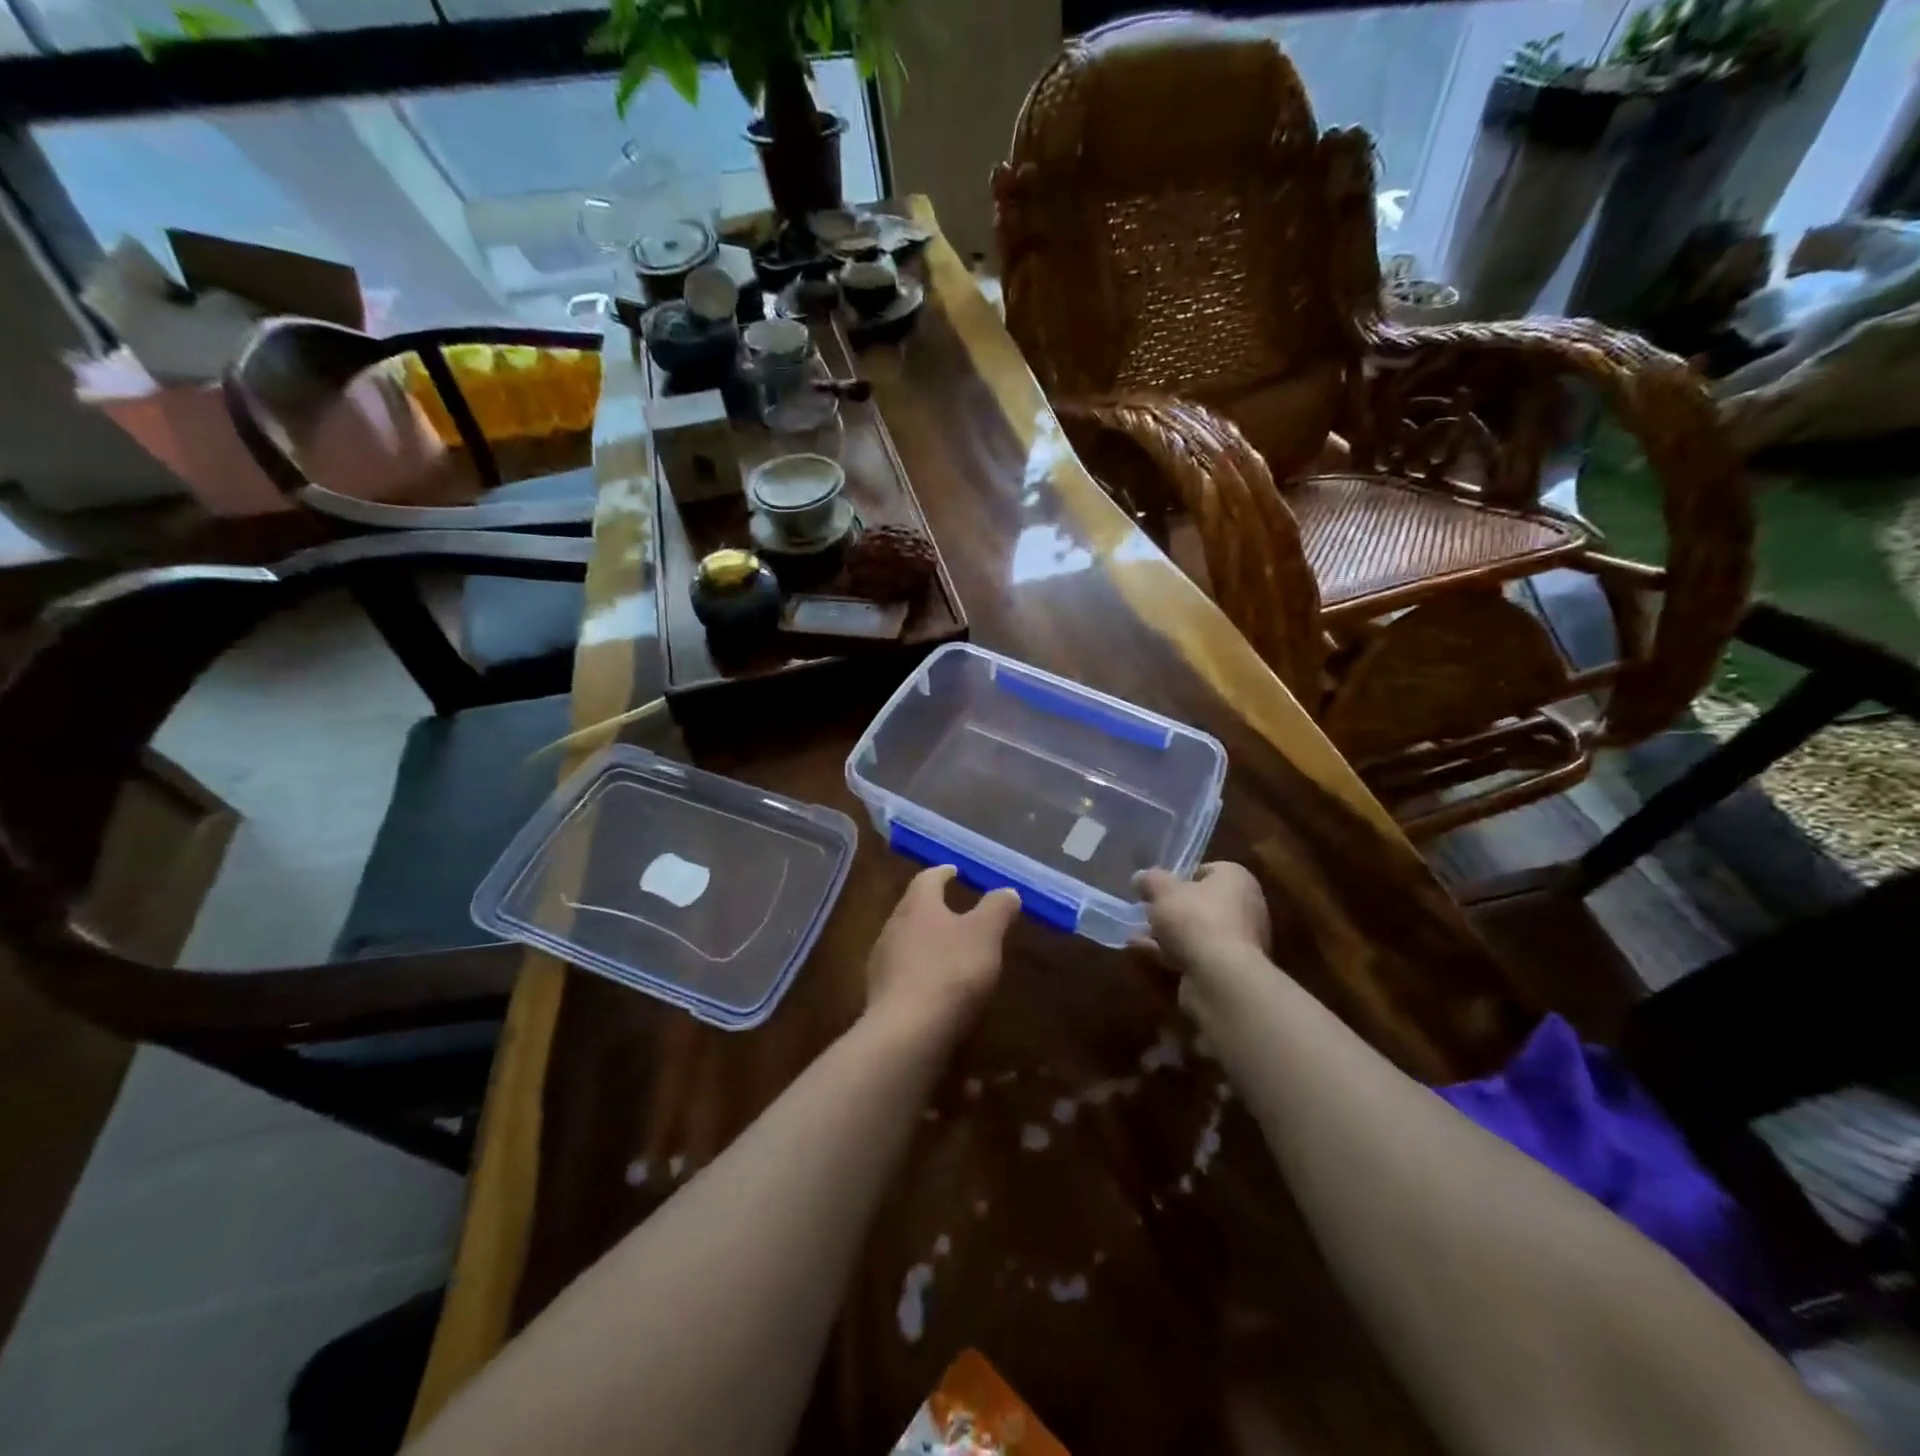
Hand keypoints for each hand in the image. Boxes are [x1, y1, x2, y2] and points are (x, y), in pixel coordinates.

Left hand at [865, 866, 1020, 1040]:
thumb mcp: (985, 935)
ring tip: (948, 949)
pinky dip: (919, 971)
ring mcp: (882, 963)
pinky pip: (902, 973)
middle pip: (912, 909)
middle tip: (954, 911)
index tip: (955, 871)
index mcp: (917, 905)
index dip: (943, 873)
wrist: (907, 1033)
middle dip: (933, 908)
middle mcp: (893, 927)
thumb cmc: (950, 971)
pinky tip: (934, 986)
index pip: (927, 878)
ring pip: (905, 941)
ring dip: (925, 941)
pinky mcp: (880, 996)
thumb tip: (1007, 891)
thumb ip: (997, 909)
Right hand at [1134, 862, 1270, 969]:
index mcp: (1237, 880)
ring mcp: (1239, 942)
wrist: (1221, 978)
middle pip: (1200, 903)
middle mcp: (1245, 907)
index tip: (1157, 888)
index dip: (1178, 877)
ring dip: (1166, 934)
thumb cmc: (1196, 919)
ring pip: (1196, 932)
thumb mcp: (1163, 890)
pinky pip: (1196, 954)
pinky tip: (1144, 953)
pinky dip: (1171, 953)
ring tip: (1136, 935)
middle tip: (1144, 912)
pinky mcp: (1229, 970)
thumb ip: (1150, 880)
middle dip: (1170, 910)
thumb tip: (1141, 878)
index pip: (1206, 871)